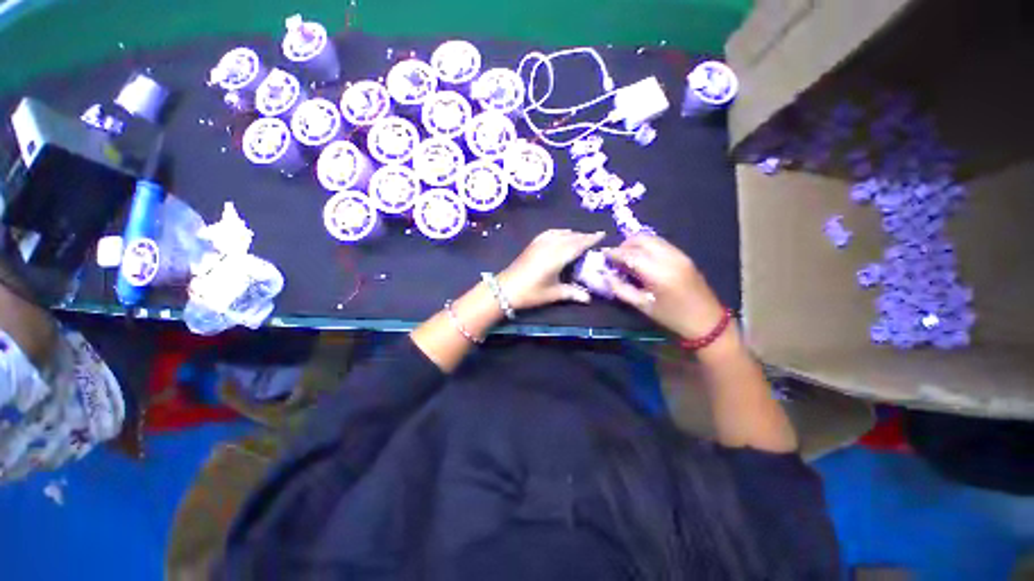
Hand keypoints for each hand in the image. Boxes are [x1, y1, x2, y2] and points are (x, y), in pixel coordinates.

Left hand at [498, 229, 605, 309]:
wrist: (504, 289)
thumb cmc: (530, 293)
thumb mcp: (553, 294)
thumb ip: (572, 293)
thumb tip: (588, 298)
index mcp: (557, 256)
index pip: (578, 244)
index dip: (591, 238)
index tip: (602, 234)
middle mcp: (550, 245)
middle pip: (570, 237)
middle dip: (583, 236)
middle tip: (594, 238)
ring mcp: (539, 243)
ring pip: (560, 233)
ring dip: (572, 233)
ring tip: (579, 238)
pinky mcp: (532, 244)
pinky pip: (550, 233)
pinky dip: (559, 232)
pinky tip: (560, 236)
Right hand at [604, 235, 725, 338]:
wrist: (707, 321)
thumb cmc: (672, 317)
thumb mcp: (642, 306)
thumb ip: (621, 289)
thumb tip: (607, 276)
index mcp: (658, 273)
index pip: (630, 254)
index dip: (614, 253)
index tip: (603, 254)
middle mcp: (669, 258)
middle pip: (642, 239)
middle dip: (625, 245)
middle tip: (616, 257)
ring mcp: (679, 254)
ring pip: (652, 238)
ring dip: (636, 243)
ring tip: (627, 257)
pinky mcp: (684, 256)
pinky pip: (660, 243)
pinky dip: (647, 246)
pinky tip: (642, 259)